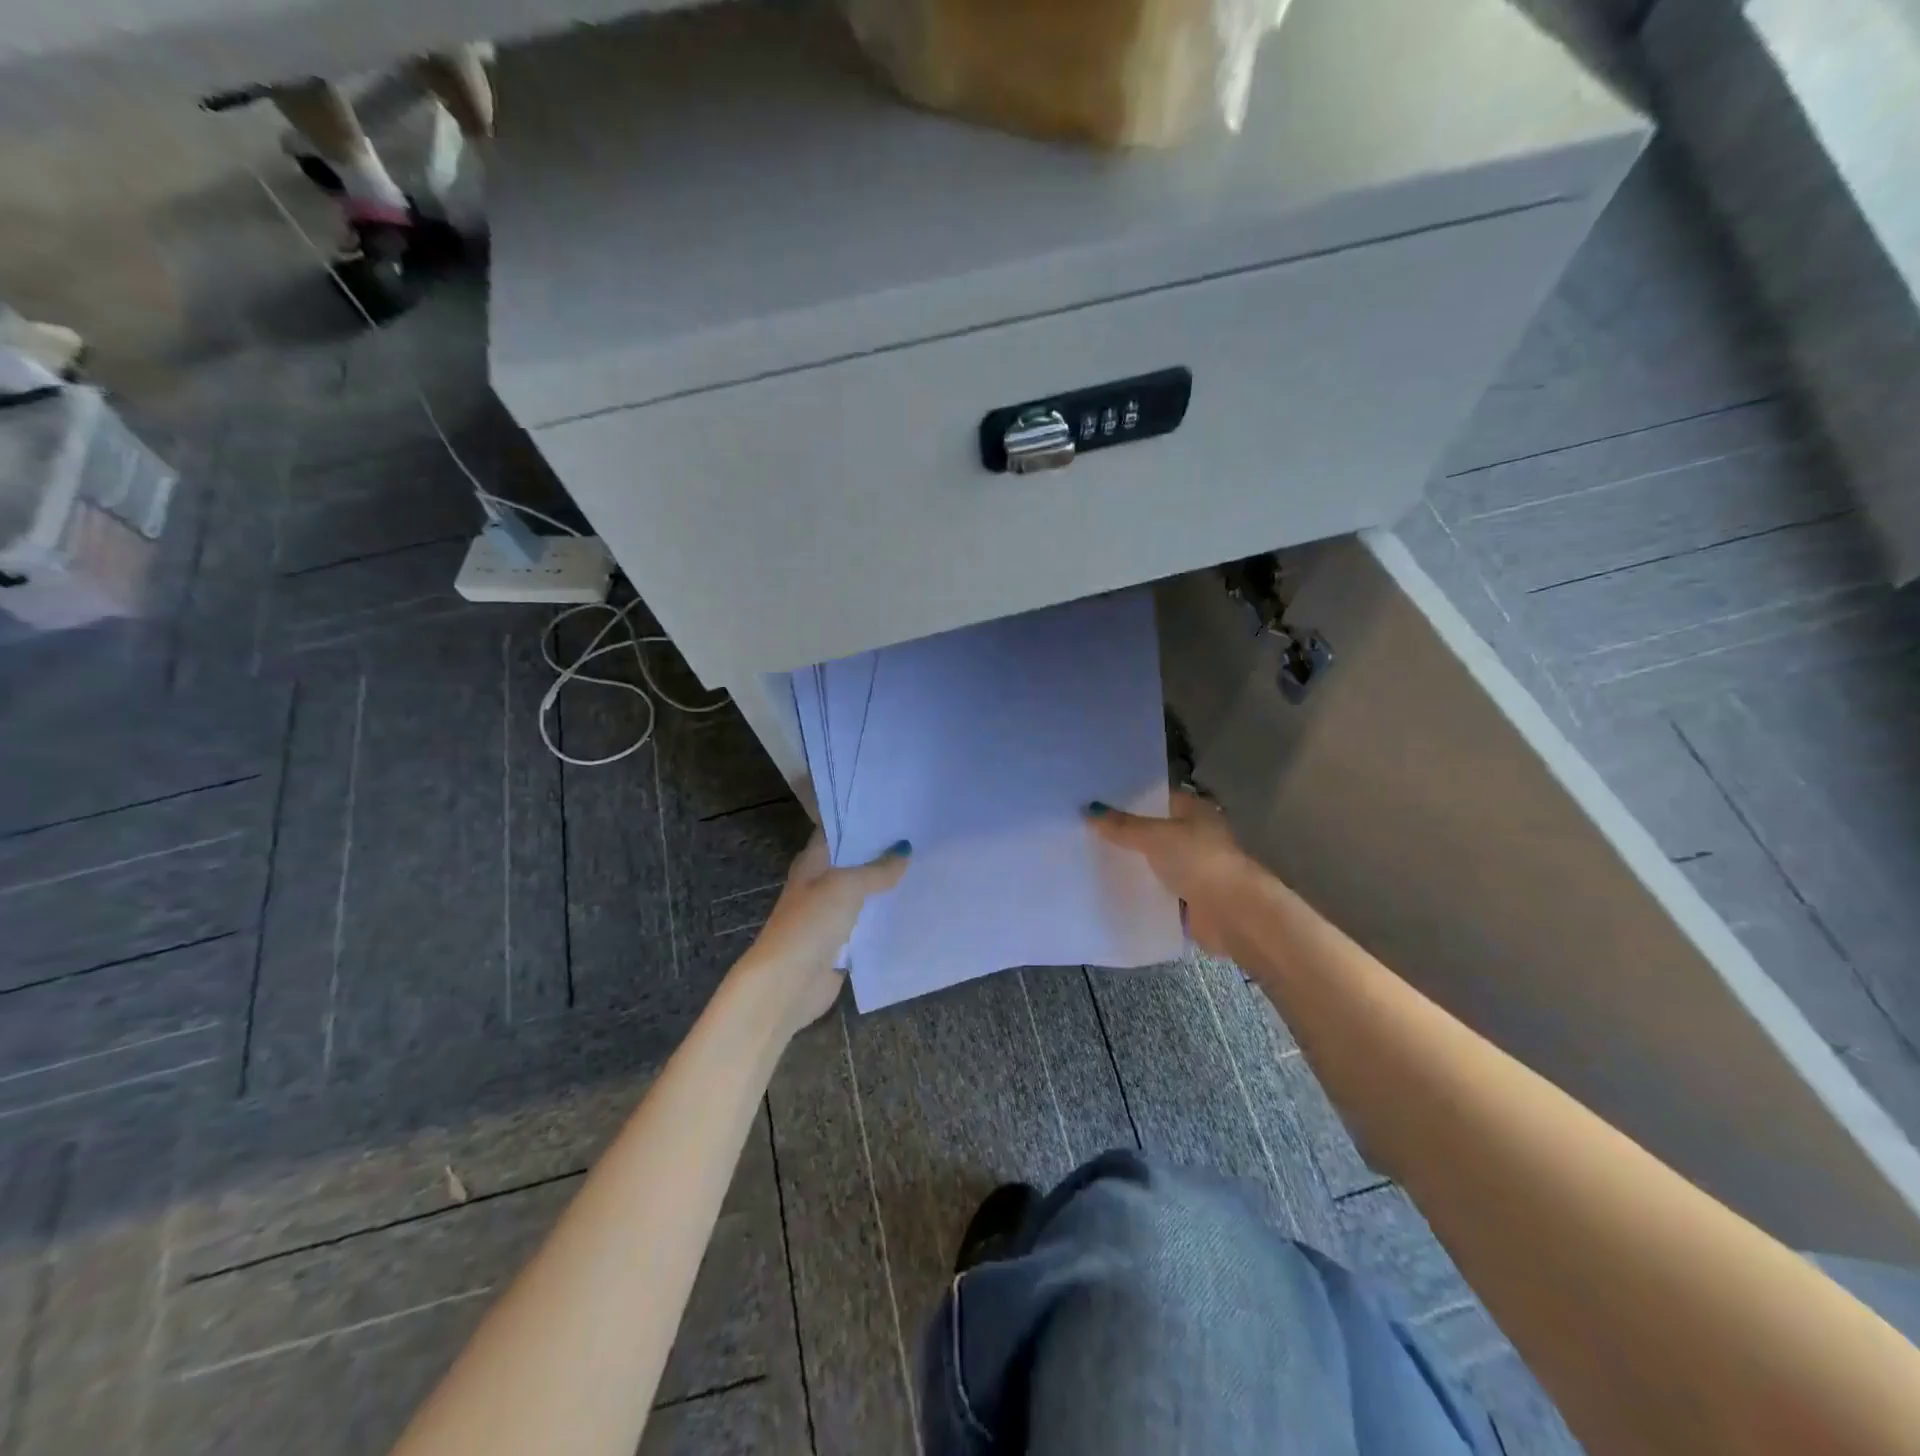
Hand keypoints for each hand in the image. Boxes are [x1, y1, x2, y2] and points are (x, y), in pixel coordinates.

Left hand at [725, 833, 910, 1044]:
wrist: (788, 983)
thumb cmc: (811, 923)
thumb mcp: (846, 886)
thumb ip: (877, 870)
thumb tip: (904, 850)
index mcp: (811, 862)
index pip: (837, 831)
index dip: (862, 820)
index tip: (895, 810)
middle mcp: (819, 884)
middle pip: (853, 862)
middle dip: (881, 852)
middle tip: (919, 836)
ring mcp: (830, 914)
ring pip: (863, 893)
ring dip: (886, 885)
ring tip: (923, 865)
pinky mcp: (842, 942)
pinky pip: (868, 922)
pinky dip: (885, 915)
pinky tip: (911, 904)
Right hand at [1087, 791, 1258, 957]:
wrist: (1232, 913)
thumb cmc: (1198, 860)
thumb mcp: (1155, 836)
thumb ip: (1122, 826)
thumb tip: (1089, 811)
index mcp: (1194, 811)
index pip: (1156, 798)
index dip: (1128, 799)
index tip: (1096, 802)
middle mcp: (1195, 835)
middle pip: (1153, 831)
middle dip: (1124, 833)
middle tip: (1084, 831)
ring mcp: (1193, 868)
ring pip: (1154, 861)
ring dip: (1132, 863)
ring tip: (1090, 858)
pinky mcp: (1189, 898)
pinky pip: (1157, 889)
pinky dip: (1140, 890)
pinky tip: (1110, 888)